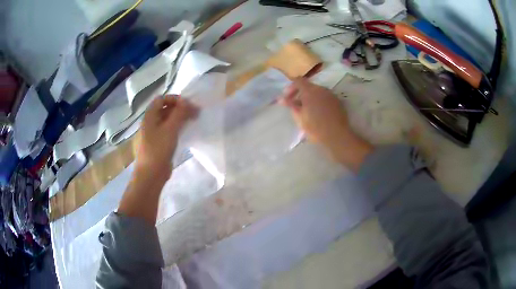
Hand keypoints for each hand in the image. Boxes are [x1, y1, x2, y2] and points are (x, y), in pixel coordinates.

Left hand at [136, 96, 197, 174]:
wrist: (151, 174)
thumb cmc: (158, 150)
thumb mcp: (170, 129)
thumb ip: (179, 113)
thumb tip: (186, 101)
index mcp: (150, 116)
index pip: (161, 99)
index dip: (175, 99)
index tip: (188, 105)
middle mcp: (151, 122)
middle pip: (165, 108)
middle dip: (180, 108)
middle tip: (195, 112)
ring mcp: (154, 133)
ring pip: (168, 120)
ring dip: (180, 117)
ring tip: (194, 120)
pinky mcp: (159, 143)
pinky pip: (169, 130)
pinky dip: (178, 127)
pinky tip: (187, 130)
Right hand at [280, 78, 371, 171]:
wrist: (337, 136)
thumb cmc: (315, 127)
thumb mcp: (299, 117)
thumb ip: (290, 105)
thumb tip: (281, 98)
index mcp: (310, 91)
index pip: (298, 81)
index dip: (290, 87)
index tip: (287, 98)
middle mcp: (321, 89)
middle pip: (308, 86)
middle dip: (300, 94)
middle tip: (295, 106)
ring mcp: (331, 95)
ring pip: (317, 92)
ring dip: (310, 98)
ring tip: (307, 111)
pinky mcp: (338, 102)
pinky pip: (325, 98)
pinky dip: (319, 102)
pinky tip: (319, 113)